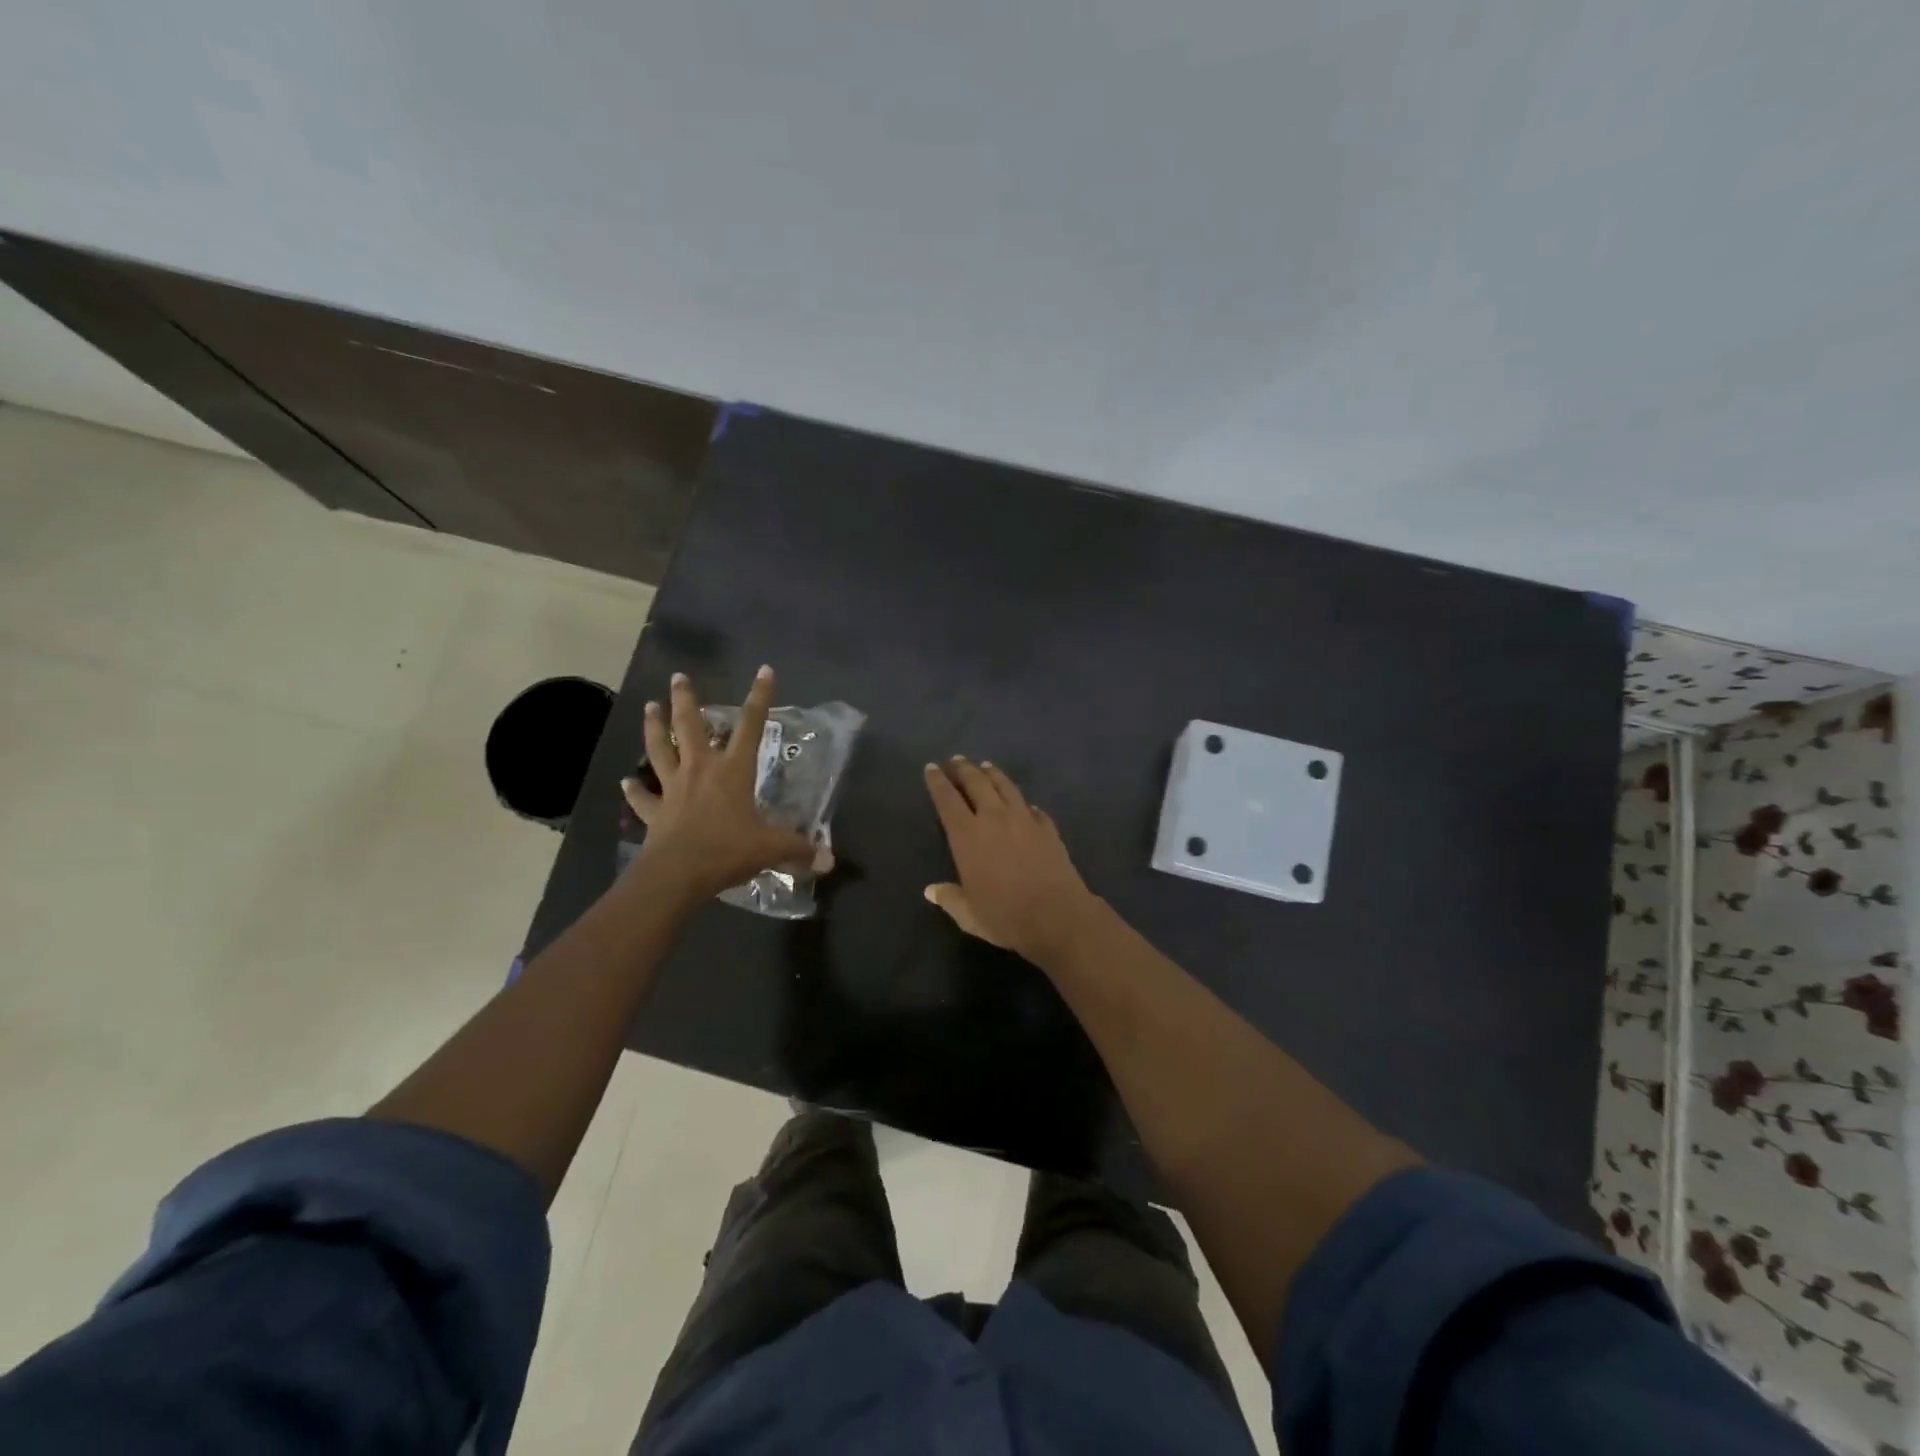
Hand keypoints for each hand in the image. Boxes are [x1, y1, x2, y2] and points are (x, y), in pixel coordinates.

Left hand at [621, 667, 816, 904]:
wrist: (677, 873)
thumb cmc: (727, 850)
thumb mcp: (771, 849)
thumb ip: (799, 850)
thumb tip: (829, 861)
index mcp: (733, 771)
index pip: (751, 726)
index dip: (759, 697)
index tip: (764, 671)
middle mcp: (701, 770)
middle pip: (690, 726)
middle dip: (685, 699)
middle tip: (679, 677)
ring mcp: (673, 788)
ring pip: (659, 749)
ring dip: (653, 727)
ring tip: (649, 706)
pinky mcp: (655, 812)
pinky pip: (642, 797)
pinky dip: (634, 789)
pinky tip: (625, 781)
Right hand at [922, 757, 1102, 964]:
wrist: (1056, 915)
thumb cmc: (1004, 915)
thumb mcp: (968, 913)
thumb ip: (949, 898)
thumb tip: (931, 890)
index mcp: (967, 836)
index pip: (947, 799)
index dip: (937, 782)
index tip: (931, 767)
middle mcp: (994, 818)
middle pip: (977, 783)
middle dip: (964, 769)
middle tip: (956, 760)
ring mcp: (1024, 819)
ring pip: (1005, 786)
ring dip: (993, 774)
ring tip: (986, 767)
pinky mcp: (1048, 828)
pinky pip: (1032, 808)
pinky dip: (1023, 803)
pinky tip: (1024, 804)